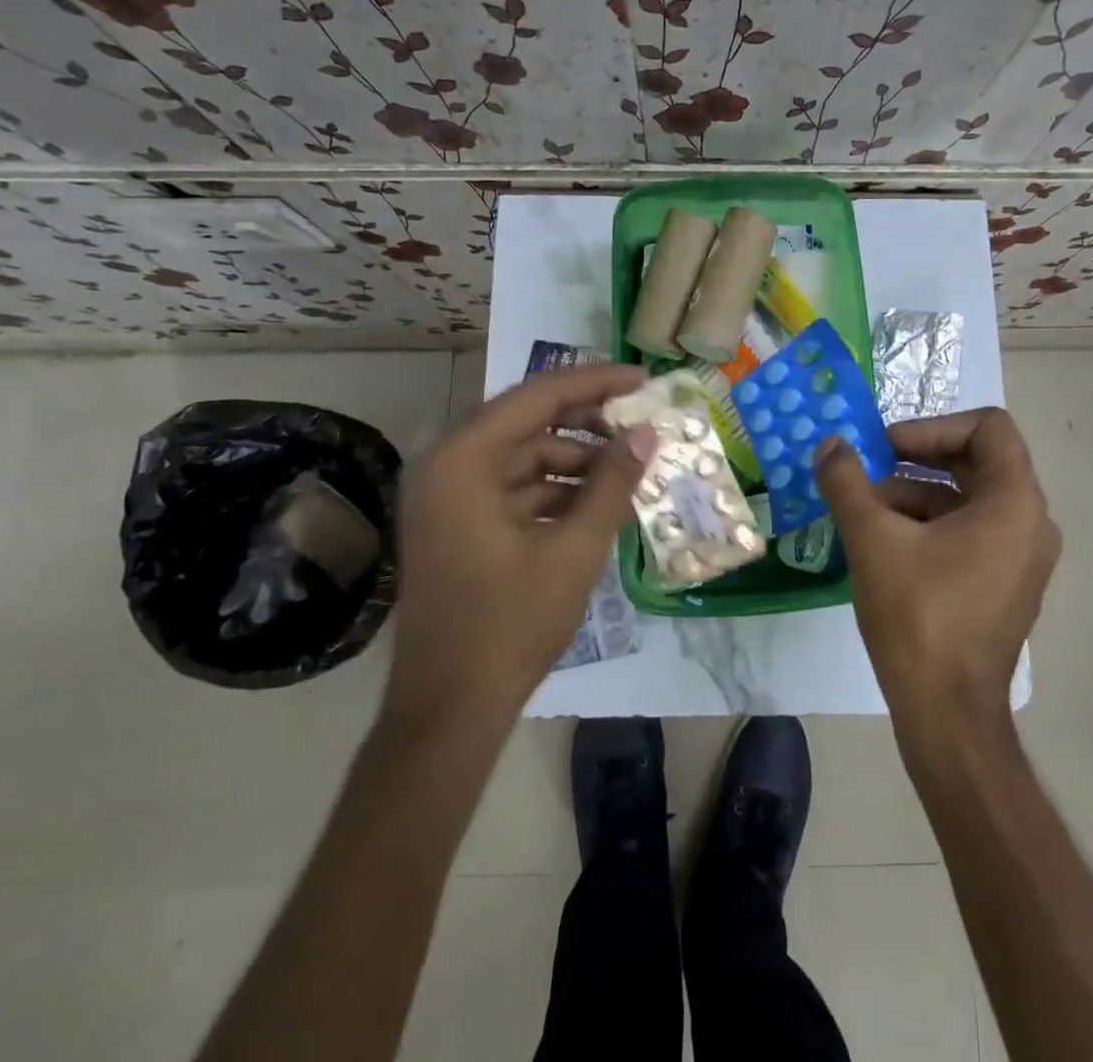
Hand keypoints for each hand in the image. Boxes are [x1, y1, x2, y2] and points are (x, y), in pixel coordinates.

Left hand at [384, 363, 655, 725]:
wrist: (449, 712)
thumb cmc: (510, 626)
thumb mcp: (574, 551)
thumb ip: (612, 484)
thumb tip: (646, 435)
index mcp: (462, 460)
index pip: (537, 396)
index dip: (595, 382)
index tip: (643, 380)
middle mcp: (446, 465)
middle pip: (527, 421)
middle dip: (587, 422)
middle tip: (638, 424)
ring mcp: (446, 496)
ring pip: (522, 456)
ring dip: (574, 461)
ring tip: (627, 473)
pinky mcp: (455, 524)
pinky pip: (511, 488)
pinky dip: (554, 491)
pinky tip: (596, 505)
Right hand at [817, 409, 1060, 728]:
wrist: (947, 714)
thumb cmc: (919, 617)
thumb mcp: (873, 540)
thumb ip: (847, 482)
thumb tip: (830, 444)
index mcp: (1015, 504)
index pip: (988, 428)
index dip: (933, 427)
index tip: (887, 448)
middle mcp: (1030, 523)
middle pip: (976, 460)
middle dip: (916, 459)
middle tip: (869, 468)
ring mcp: (1019, 557)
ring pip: (966, 497)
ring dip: (914, 492)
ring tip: (863, 508)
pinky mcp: (1003, 582)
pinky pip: (968, 530)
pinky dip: (927, 523)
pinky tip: (881, 540)